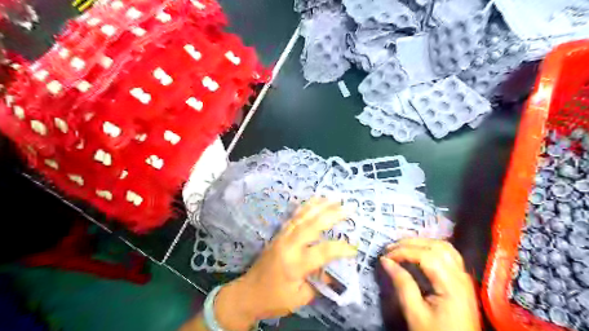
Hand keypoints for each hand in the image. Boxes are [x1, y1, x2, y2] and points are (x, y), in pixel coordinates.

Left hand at [214, 198, 356, 329]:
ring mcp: (282, 237)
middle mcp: (289, 245)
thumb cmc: (274, 299)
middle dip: (332, 214)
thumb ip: (319, 282)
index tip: (354, 248)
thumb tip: (334, 272)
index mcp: (295, 264)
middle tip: (349, 207)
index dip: (341, 248)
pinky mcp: (278, 234)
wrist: (248, 294)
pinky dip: (305, 207)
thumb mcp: (300, 298)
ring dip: (319, 206)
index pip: (324, 251)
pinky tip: (313, 201)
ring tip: (334, 198)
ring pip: (302, 216)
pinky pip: (294, 217)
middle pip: (313, 225)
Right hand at [380, 239, 479, 330]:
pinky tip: (418, 253)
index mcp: (451, 286)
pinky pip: (448, 254)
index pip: (426, 256)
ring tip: (403, 248)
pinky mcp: (461, 280)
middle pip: (437, 247)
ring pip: (445, 247)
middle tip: (390, 249)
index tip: (385, 257)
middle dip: (411, 244)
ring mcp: (464, 277)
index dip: (403, 252)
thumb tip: (386, 261)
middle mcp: (461, 277)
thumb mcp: (415, 314)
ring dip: (422, 243)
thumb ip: (402, 284)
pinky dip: (431, 248)